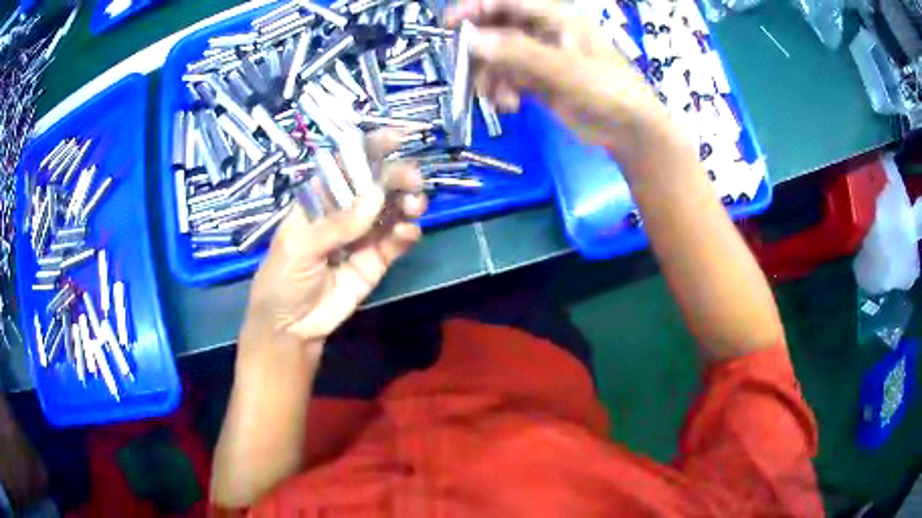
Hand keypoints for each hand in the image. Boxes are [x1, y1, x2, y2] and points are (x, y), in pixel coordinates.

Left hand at [238, 130, 426, 363]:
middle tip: (411, 181)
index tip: (395, 137)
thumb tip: (375, 198)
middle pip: (375, 185)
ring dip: (407, 203)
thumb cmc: (281, 280)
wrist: (292, 327)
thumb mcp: (298, 249)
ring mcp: (362, 237)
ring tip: (414, 207)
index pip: (345, 166)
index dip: (368, 149)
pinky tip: (409, 234)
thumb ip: (335, 225)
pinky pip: (396, 241)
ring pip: (391, 210)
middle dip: (395, 176)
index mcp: (319, 201)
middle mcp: (343, 213)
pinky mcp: (375, 261)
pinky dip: (407, 234)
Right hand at [446, 0, 678, 169]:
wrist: (630, 131)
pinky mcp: (539, 81)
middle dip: (481, 51)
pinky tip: (509, 106)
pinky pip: (508, 78)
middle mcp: (545, 33)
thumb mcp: (565, 70)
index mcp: (557, 18)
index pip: (508, 2)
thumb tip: (473, 40)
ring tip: (498, 99)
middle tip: (468, 70)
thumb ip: (519, 53)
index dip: (476, 8)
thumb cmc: (608, 92)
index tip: (450, 23)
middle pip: (498, 29)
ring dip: (491, 77)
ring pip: (499, 57)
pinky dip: (502, 91)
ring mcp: (541, 57)